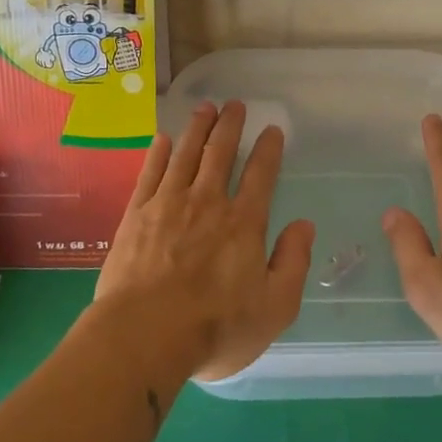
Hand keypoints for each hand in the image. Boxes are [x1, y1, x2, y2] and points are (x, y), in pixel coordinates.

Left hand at [95, 100, 312, 381]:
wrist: (143, 336)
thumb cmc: (215, 328)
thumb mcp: (274, 308)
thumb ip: (293, 262)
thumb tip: (304, 225)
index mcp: (244, 223)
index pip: (260, 174)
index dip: (268, 149)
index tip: (271, 129)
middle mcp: (208, 203)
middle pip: (220, 153)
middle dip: (230, 126)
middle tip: (235, 104)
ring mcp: (168, 204)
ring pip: (186, 154)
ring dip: (197, 128)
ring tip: (204, 108)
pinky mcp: (136, 215)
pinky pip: (150, 173)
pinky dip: (159, 153)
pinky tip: (163, 139)